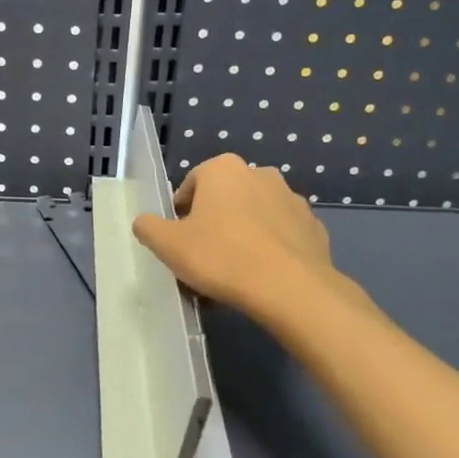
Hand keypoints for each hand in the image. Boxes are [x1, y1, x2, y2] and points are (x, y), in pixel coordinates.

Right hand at [132, 154, 350, 325]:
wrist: (289, 288)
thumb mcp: (168, 245)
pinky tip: (260, 278)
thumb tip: (145, 222)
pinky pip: (281, 237)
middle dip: (212, 225)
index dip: (180, 214)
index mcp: (223, 169)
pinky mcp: (313, 228)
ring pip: (254, 218)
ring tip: (231, 276)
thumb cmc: (220, 257)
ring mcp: (292, 200)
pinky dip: (269, 251)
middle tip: (202, 259)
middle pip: (224, 200)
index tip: (178, 242)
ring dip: (241, 237)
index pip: (191, 185)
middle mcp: (260, 174)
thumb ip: (149, 227)